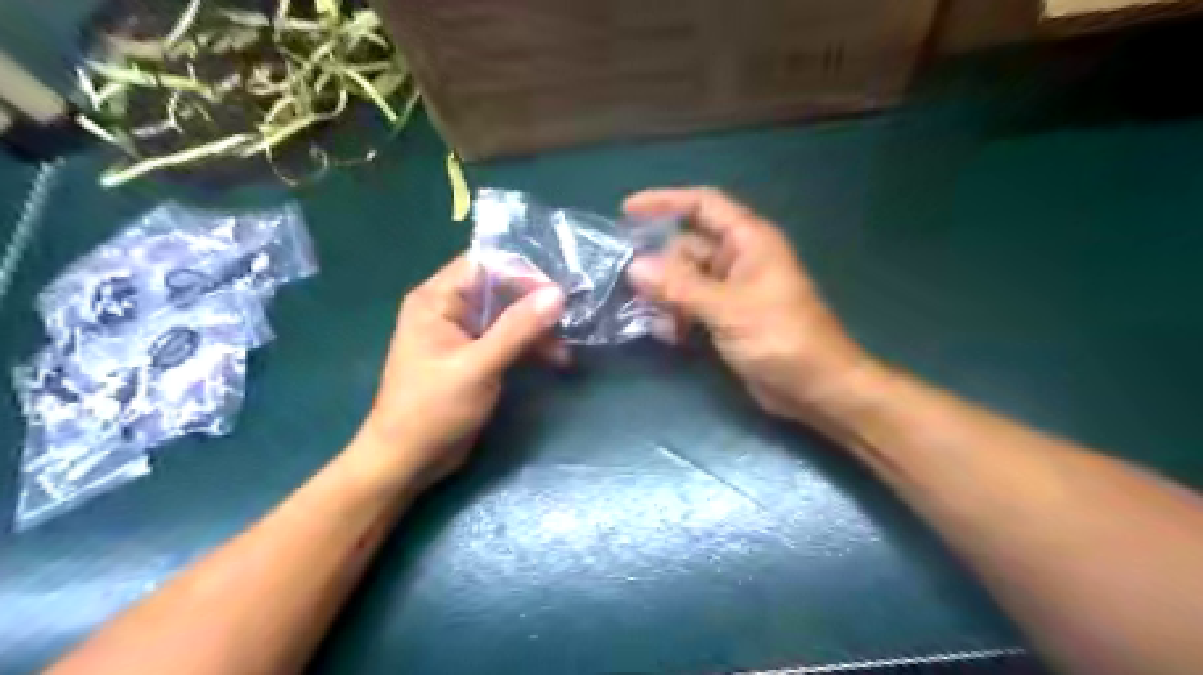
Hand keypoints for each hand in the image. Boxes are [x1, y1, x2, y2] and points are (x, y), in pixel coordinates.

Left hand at [352, 253, 564, 490]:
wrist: (408, 461)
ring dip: (537, 329)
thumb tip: (557, 293)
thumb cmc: (433, 409)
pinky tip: (556, 360)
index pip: (484, 265)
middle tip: (571, 317)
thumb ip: (517, 328)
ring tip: (567, 347)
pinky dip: (530, 347)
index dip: (521, 272)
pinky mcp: (475, 357)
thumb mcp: (478, 366)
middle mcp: (449, 309)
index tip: (556, 292)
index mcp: (436, 300)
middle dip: (535, 302)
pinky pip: (507, 340)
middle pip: (499, 289)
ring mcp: (463, 334)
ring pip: (508, 316)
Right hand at [626, 187, 870, 423]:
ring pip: (686, 279)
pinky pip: (692, 305)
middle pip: (687, 246)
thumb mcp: (728, 308)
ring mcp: (732, 290)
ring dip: (666, 295)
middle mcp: (738, 259)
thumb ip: (680, 286)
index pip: (703, 205)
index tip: (626, 211)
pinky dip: (677, 315)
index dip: (665, 202)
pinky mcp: (727, 318)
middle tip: (629, 283)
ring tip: (650, 317)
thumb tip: (635, 266)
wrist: (816, 387)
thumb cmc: (782, 338)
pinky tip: (667, 335)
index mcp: (748, 240)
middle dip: (659, 263)